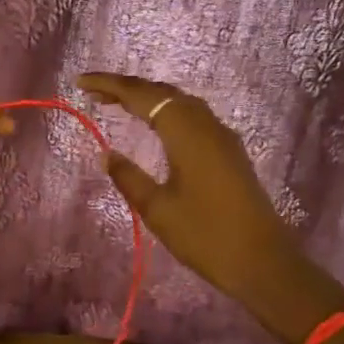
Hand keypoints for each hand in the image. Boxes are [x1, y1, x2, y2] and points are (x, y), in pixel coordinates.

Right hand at [78, 73, 343, 343]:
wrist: (263, 262)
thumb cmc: (205, 236)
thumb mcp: (157, 209)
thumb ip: (128, 176)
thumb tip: (107, 153)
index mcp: (186, 133)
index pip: (142, 96)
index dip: (110, 85)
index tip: (80, 81)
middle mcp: (206, 125)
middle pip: (162, 92)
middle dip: (127, 87)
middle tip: (93, 91)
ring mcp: (222, 137)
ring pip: (180, 103)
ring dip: (148, 98)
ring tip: (117, 103)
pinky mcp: (229, 152)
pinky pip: (192, 117)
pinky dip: (166, 112)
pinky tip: (155, 126)